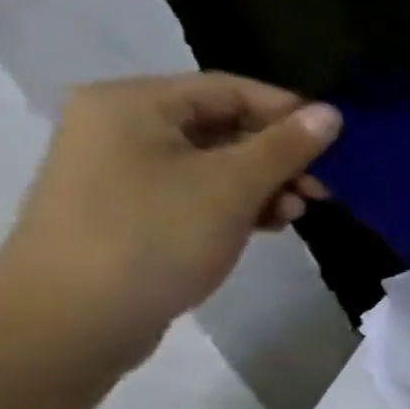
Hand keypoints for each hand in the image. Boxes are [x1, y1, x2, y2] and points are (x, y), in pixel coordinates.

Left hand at [0, 73, 341, 366]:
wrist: (73, 319)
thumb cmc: (154, 236)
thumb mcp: (233, 186)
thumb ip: (286, 146)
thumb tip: (332, 112)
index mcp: (134, 104)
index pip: (231, 89)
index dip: (289, 112)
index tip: (337, 147)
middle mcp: (122, 125)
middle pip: (225, 125)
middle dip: (280, 156)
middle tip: (320, 189)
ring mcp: (122, 169)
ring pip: (216, 162)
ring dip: (265, 184)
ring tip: (293, 214)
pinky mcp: (131, 208)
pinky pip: (199, 190)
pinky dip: (238, 203)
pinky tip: (266, 226)